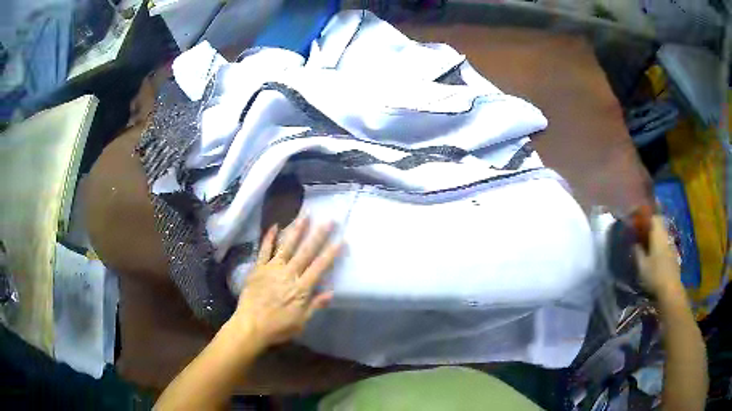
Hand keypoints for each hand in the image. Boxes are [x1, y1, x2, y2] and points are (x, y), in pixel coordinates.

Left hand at [231, 217, 341, 346]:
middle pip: (306, 252)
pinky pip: (264, 250)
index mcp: (301, 288)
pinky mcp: (258, 268)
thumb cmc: (278, 327)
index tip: (341, 240)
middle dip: (318, 235)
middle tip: (328, 220)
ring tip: (305, 215)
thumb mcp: (301, 322)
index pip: (319, 267)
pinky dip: (269, 238)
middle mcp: (288, 274)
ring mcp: (272, 269)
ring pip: (287, 246)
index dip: (331, 254)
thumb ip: (315, 305)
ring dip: (297, 230)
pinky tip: (274, 226)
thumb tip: (331, 292)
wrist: (250, 326)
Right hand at [633, 216, 684, 300]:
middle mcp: (666, 235)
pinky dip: (660, 244)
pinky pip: (665, 243)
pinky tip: (655, 254)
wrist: (670, 289)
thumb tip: (634, 243)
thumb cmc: (654, 275)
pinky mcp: (674, 254)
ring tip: (647, 243)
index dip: (645, 216)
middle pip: (659, 224)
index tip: (638, 220)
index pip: (653, 217)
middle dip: (650, 226)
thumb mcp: (642, 266)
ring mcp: (671, 244)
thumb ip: (637, 252)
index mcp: (658, 234)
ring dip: (655, 236)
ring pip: (663, 234)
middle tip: (641, 232)